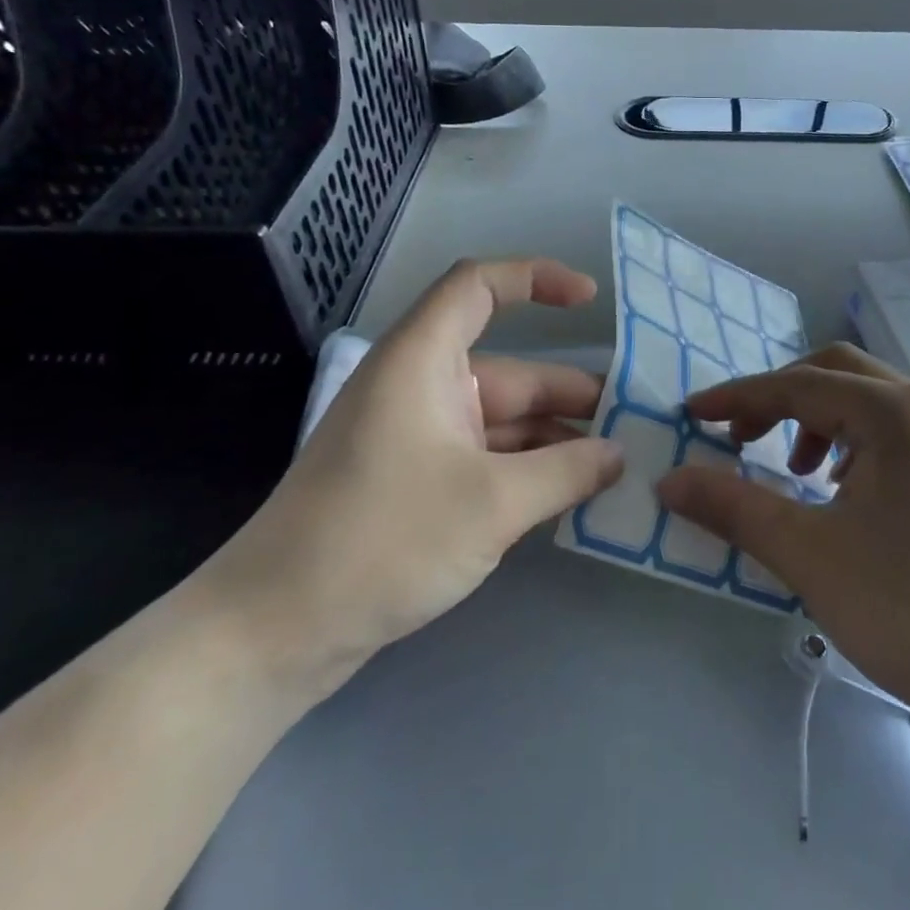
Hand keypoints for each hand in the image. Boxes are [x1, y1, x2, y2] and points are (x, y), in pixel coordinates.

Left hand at [195, 258, 623, 704]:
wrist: (276, 631)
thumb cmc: (383, 540)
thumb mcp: (492, 504)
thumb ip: (567, 471)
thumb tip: (618, 455)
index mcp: (423, 361)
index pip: (479, 287)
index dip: (536, 279)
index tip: (591, 302)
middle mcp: (420, 388)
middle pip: (509, 371)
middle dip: (570, 395)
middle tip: (633, 424)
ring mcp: (417, 438)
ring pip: (501, 422)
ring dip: (554, 441)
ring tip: (615, 467)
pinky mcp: (415, 483)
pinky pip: (485, 459)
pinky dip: (526, 471)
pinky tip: (570, 496)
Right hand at [659, 344, 909, 752]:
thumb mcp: (809, 555)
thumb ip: (733, 507)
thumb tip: (669, 480)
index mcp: (895, 413)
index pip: (797, 384)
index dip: (737, 397)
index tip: (691, 416)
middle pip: (835, 374)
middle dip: (778, 398)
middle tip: (740, 440)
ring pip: (867, 401)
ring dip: (815, 420)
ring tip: (794, 473)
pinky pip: (893, 432)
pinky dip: (850, 443)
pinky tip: (840, 493)